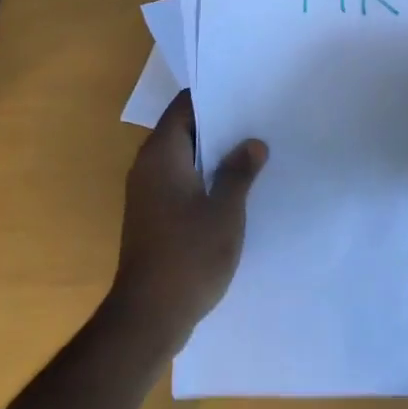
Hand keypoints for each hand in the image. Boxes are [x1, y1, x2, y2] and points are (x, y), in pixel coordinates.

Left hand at [110, 91, 266, 350]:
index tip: (246, 91)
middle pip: (183, 130)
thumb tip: (252, 143)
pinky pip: (181, 181)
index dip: (214, 96)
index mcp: (161, 154)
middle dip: (219, 124)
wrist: (148, 318)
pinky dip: (205, 177)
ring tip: (254, 149)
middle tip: (259, 118)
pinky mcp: (154, 216)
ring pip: (184, 157)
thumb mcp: (225, 211)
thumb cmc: (188, 256)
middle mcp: (148, 166)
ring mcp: (148, 193)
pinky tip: (235, 187)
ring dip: (214, 154)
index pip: (184, 107)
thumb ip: (239, 172)